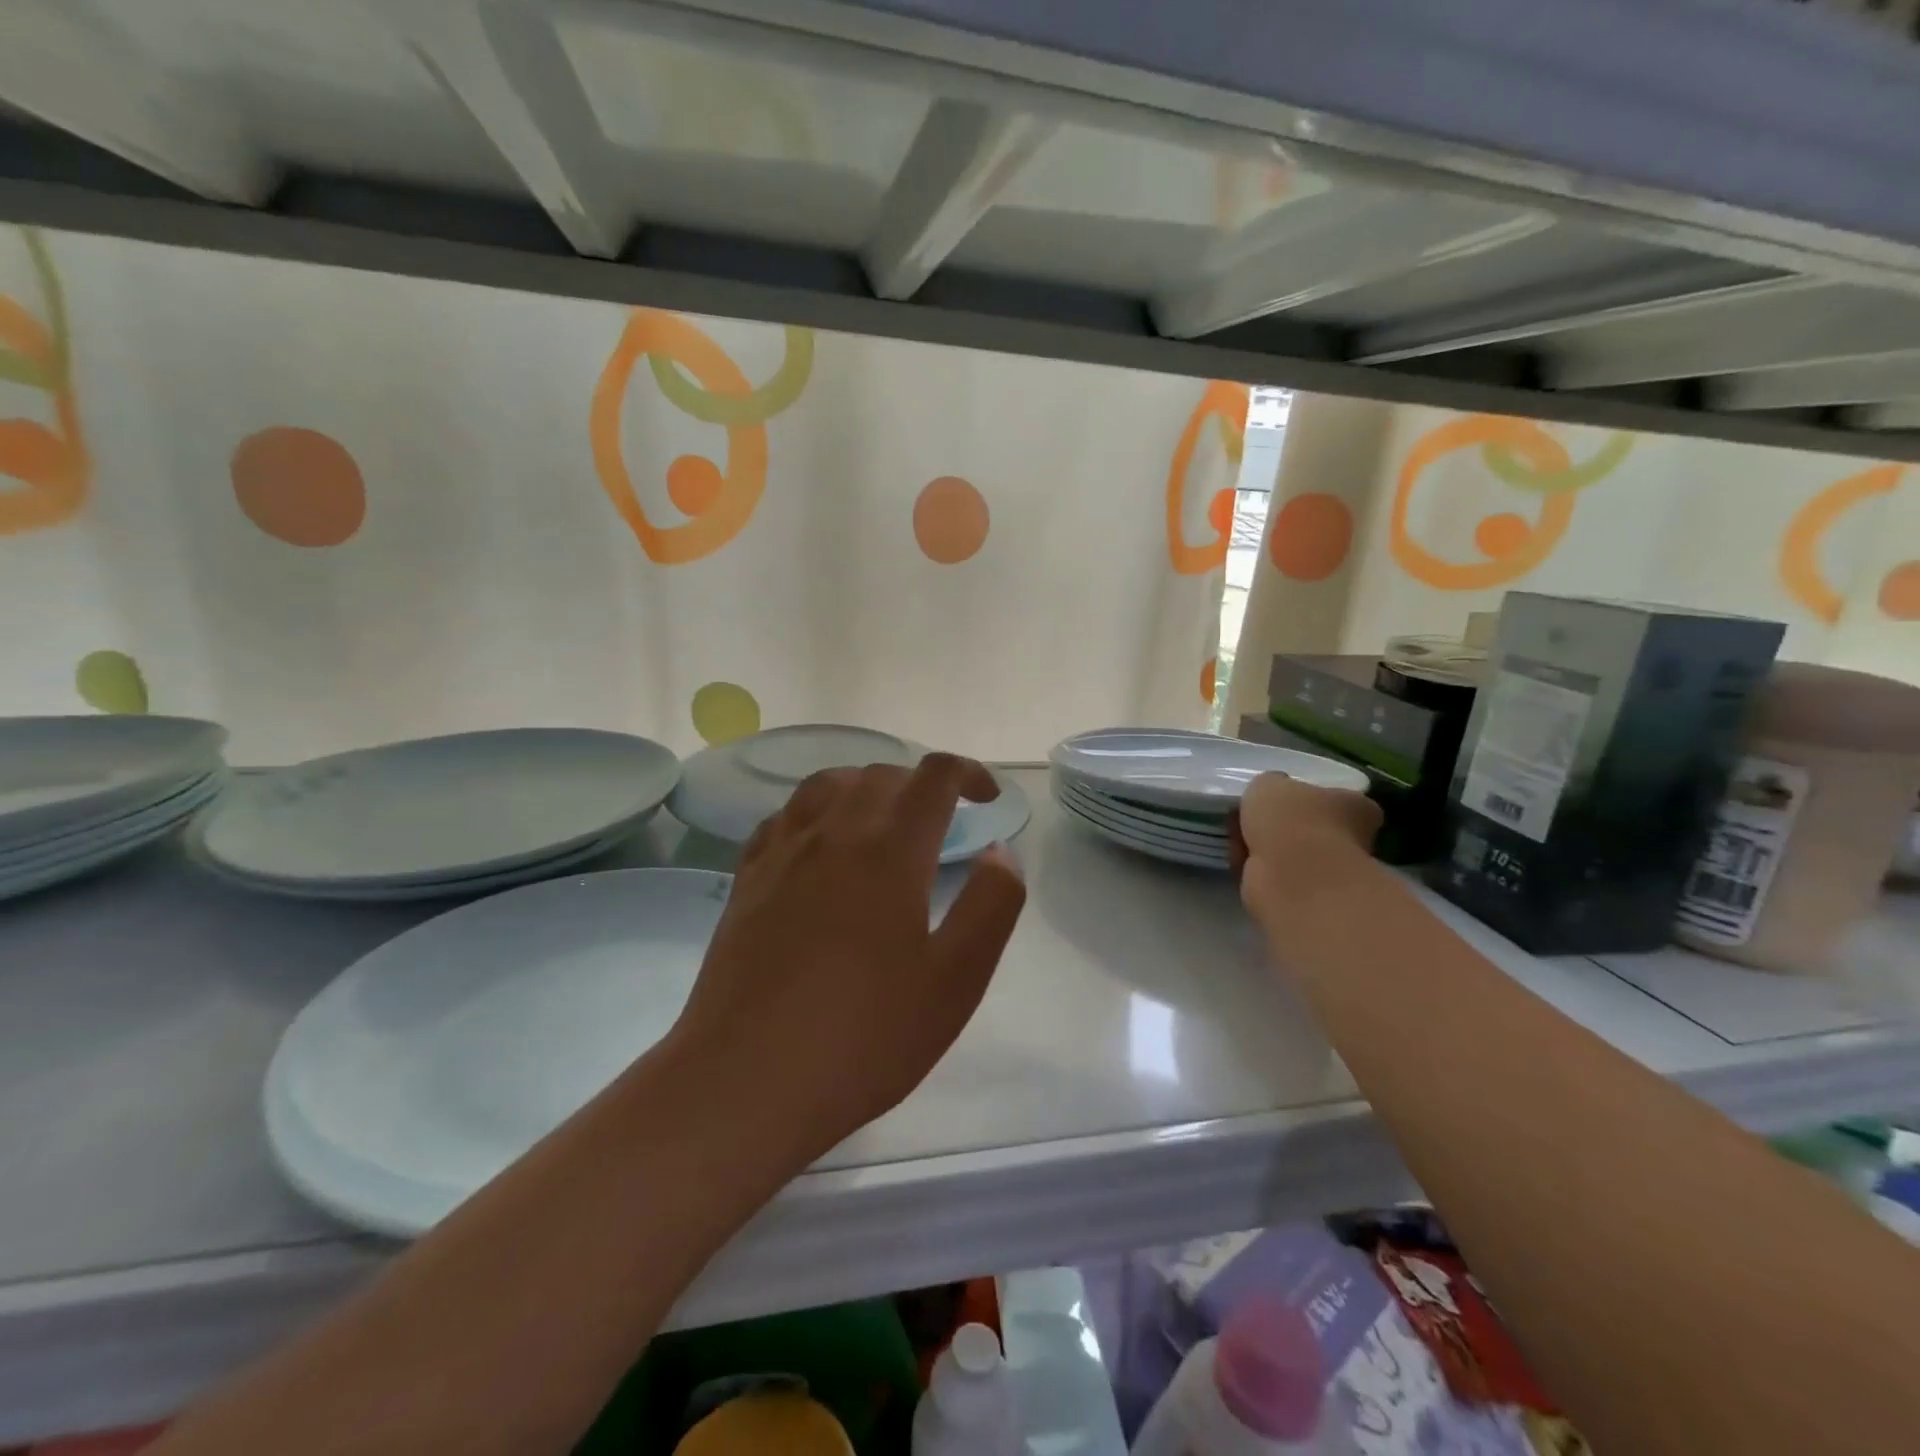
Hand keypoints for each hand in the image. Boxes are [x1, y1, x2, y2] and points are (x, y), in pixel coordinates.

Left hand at [668, 753, 1026, 1164]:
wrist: (745, 1081)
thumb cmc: (863, 1036)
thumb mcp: (955, 981)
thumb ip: (991, 905)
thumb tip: (999, 852)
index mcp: (889, 851)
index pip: (933, 778)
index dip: (967, 773)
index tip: (986, 798)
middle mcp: (832, 833)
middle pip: (881, 775)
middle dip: (921, 784)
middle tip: (944, 821)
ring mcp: (782, 853)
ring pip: (828, 785)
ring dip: (867, 787)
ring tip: (885, 820)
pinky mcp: (747, 879)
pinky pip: (786, 817)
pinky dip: (817, 811)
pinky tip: (821, 845)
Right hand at [1231, 772, 1381, 919]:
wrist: (1291, 876)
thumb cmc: (1291, 820)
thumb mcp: (1269, 783)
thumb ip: (1270, 786)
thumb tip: (1270, 795)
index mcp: (1356, 806)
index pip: (1336, 799)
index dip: (1304, 798)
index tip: (1276, 801)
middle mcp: (1353, 840)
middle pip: (1309, 828)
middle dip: (1279, 827)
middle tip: (1249, 819)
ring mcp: (1332, 873)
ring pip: (1290, 854)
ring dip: (1264, 849)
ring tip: (1239, 840)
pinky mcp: (1307, 898)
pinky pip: (1276, 877)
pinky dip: (1258, 870)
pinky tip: (1241, 863)